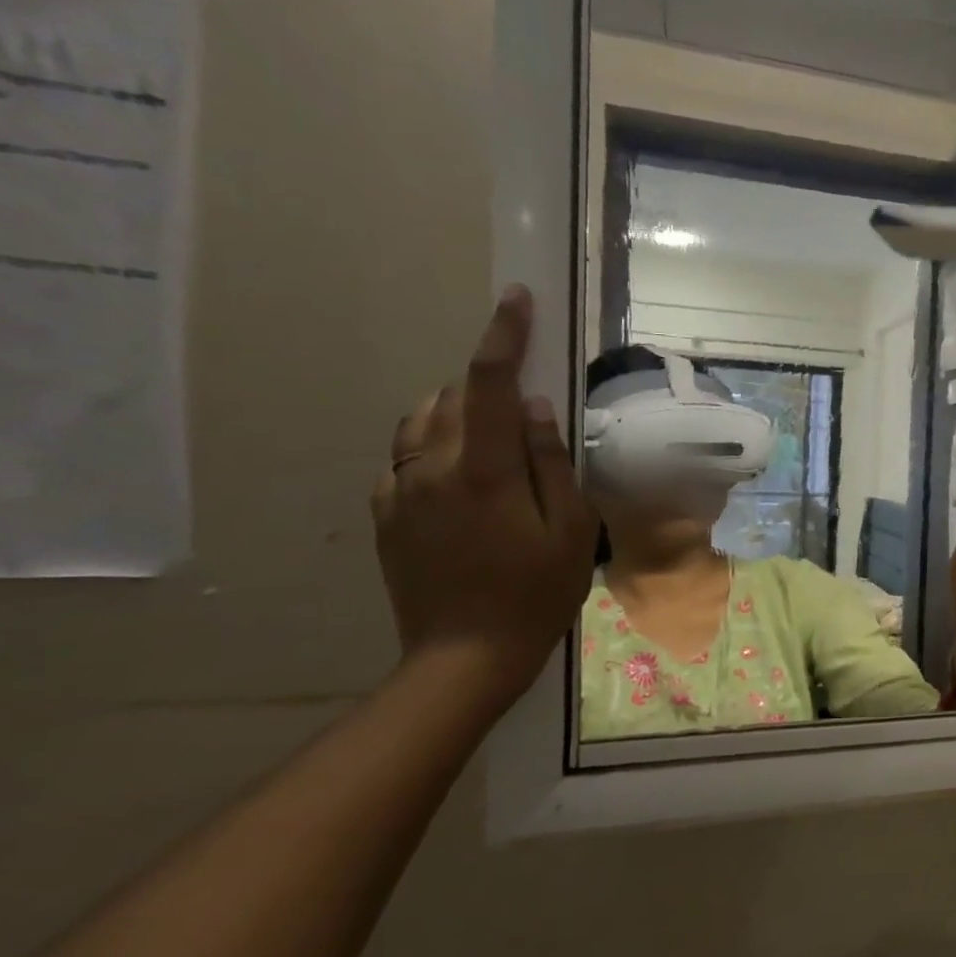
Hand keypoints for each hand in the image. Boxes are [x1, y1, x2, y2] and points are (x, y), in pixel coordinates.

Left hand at [370, 286, 599, 703]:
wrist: (464, 657)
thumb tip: (537, 409)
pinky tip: (462, 478)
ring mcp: (400, 491)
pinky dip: (434, 447)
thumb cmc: (535, 594)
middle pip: (454, 396)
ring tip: (494, 437)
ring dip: (458, 410)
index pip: (492, 384)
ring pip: (422, 421)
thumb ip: (551, 464)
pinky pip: (406, 457)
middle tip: (526, 409)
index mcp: (483, 471)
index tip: (516, 299)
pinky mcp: (386, 514)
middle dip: (489, 384)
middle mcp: (431, 468)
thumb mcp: (570, 531)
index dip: (504, 336)